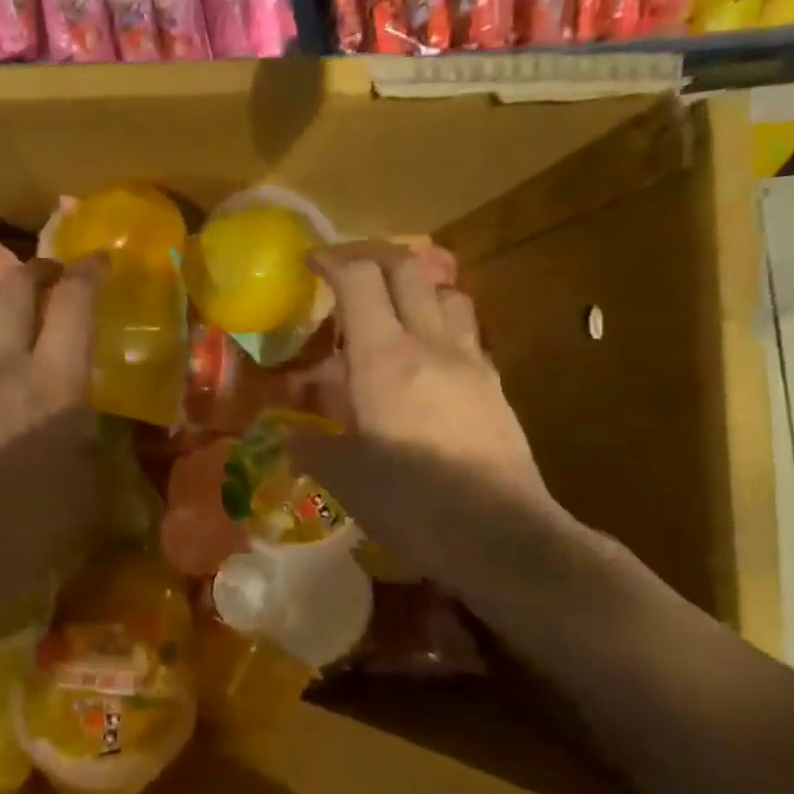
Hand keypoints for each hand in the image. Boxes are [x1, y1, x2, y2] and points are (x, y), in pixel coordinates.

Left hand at [0, 256, 106, 611]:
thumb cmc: (27, 528)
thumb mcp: (89, 494)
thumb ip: (98, 452)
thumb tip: (102, 438)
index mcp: (55, 381)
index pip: (74, 302)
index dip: (89, 272)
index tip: (100, 262)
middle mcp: (3, 361)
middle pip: (16, 287)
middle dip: (38, 270)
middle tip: (51, 276)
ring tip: (2, 299)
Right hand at [297, 243, 556, 581]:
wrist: (500, 536)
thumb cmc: (412, 504)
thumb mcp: (345, 478)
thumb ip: (313, 447)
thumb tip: (293, 437)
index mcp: (384, 359)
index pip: (359, 279)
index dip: (332, 259)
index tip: (309, 261)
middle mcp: (430, 344)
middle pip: (407, 268)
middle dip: (371, 256)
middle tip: (344, 271)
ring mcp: (470, 360)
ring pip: (445, 292)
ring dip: (413, 285)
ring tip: (389, 310)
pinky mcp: (494, 384)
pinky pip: (465, 330)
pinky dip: (439, 323)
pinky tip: (424, 358)